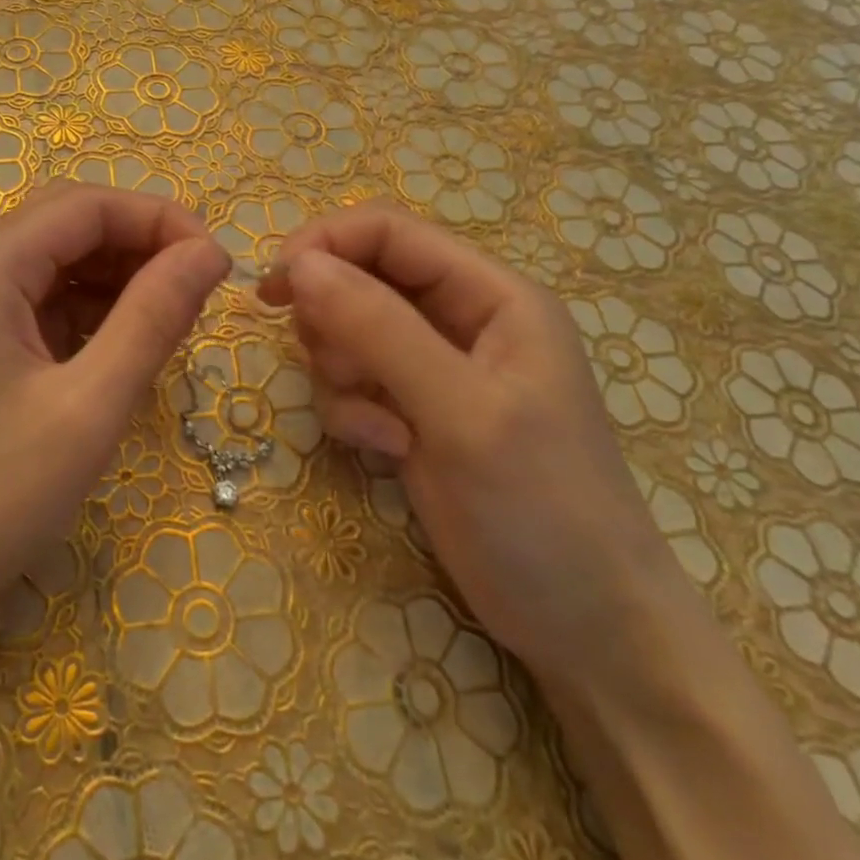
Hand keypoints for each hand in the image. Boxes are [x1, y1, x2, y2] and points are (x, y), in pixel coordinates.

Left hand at [0, 182, 229, 636]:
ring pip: (52, 269)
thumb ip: (154, 318)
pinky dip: (85, 318)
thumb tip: (209, 252)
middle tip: (199, 294)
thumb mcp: (88, 407)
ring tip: (169, 325)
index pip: (87, 204)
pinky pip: (34, 311)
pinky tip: (117, 353)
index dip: (160, 220)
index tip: (219, 265)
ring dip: (115, 283)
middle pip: (66, 228)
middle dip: (139, 247)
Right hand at [258, 201, 686, 692]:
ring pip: (345, 333)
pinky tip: (387, 451)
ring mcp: (432, 370)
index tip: (275, 287)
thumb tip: (300, 264)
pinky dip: (352, 413)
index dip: (326, 244)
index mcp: (491, 295)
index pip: (389, 232)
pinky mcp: (411, 413)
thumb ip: (379, 329)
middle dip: (334, 323)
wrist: (585, 626)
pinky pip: (350, 384)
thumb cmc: (542, 509)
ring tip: (382, 429)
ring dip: (341, 376)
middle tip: (343, 373)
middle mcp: (459, 321)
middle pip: (359, 280)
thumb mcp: (460, 411)